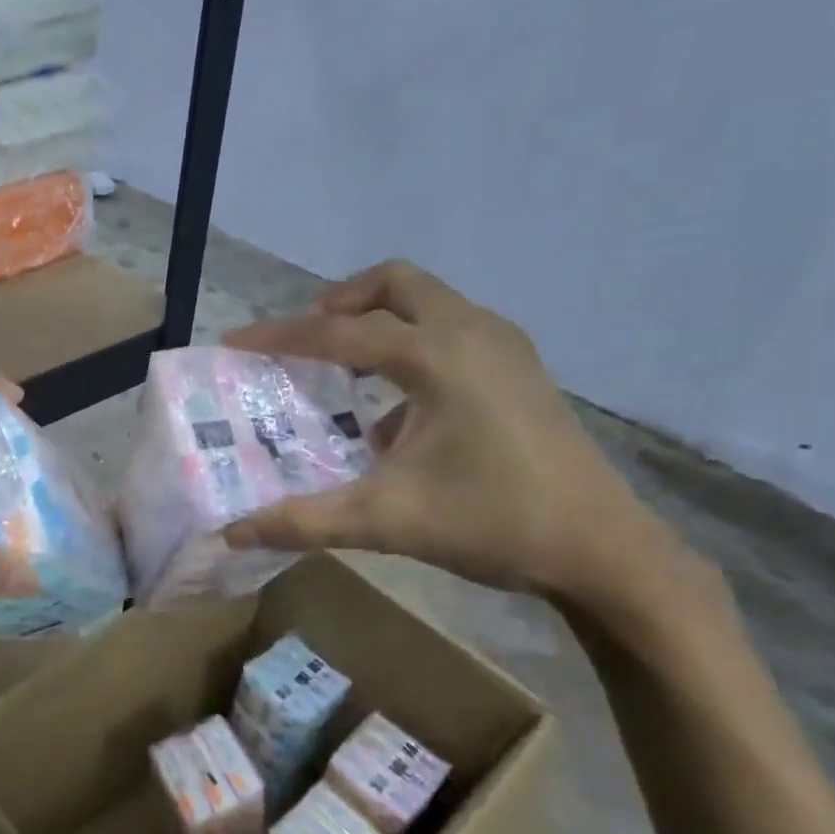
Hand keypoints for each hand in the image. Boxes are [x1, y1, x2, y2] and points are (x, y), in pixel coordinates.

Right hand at [222, 260, 682, 600]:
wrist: (602, 550)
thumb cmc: (491, 522)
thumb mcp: (384, 521)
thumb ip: (301, 521)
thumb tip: (232, 534)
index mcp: (436, 356)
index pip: (338, 331)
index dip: (280, 337)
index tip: (235, 343)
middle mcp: (471, 332)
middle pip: (394, 283)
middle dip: (340, 302)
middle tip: (305, 339)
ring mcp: (504, 346)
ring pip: (428, 300)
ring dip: (378, 318)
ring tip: (343, 364)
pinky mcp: (520, 368)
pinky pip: (451, 328)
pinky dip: (411, 342)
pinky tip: (398, 405)